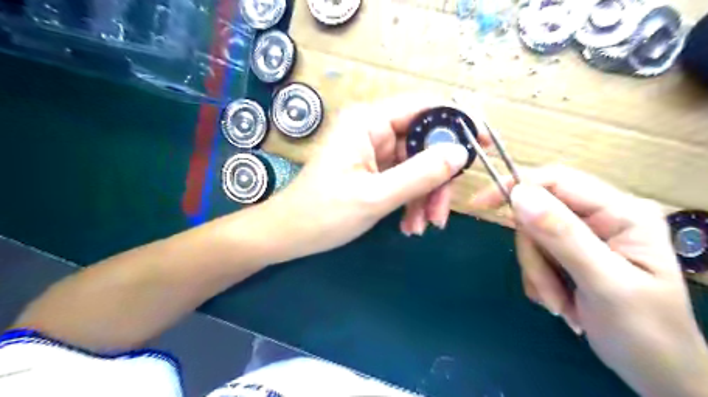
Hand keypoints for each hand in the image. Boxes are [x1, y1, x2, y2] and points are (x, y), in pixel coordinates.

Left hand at [260, 95, 486, 262]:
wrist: (291, 234)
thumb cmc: (324, 213)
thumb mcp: (375, 196)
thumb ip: (420, 173)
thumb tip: (461, 153)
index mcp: (369, 122)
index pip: (425, 107)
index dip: (458, 123)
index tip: (483, 145)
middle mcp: (373, 129)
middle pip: (424, 143)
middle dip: (437, 180)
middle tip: (441, 214)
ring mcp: (374, 151)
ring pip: (417, 165)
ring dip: (425, 196)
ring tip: (422, 227)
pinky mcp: (373, 169)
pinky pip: (404, 179)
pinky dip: (412, 201)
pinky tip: (409, 226)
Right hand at [469, 166, 707, 396]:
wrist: (654, 370)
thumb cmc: (644, 331)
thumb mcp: (604, 283)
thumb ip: (562, 236)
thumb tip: (519, 195)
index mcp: (621, 212)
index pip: (557, 181)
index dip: (516, 186)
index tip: (480, 204)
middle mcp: (601, 216)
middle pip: (538, 213)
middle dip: (534, 253)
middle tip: (547, 287)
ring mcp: (583, 235)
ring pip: (532, 237)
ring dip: (536, 272)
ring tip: (560, 303)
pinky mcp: (569, 253)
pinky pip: (533, 254)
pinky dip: (537, 279)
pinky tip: (559, 301)